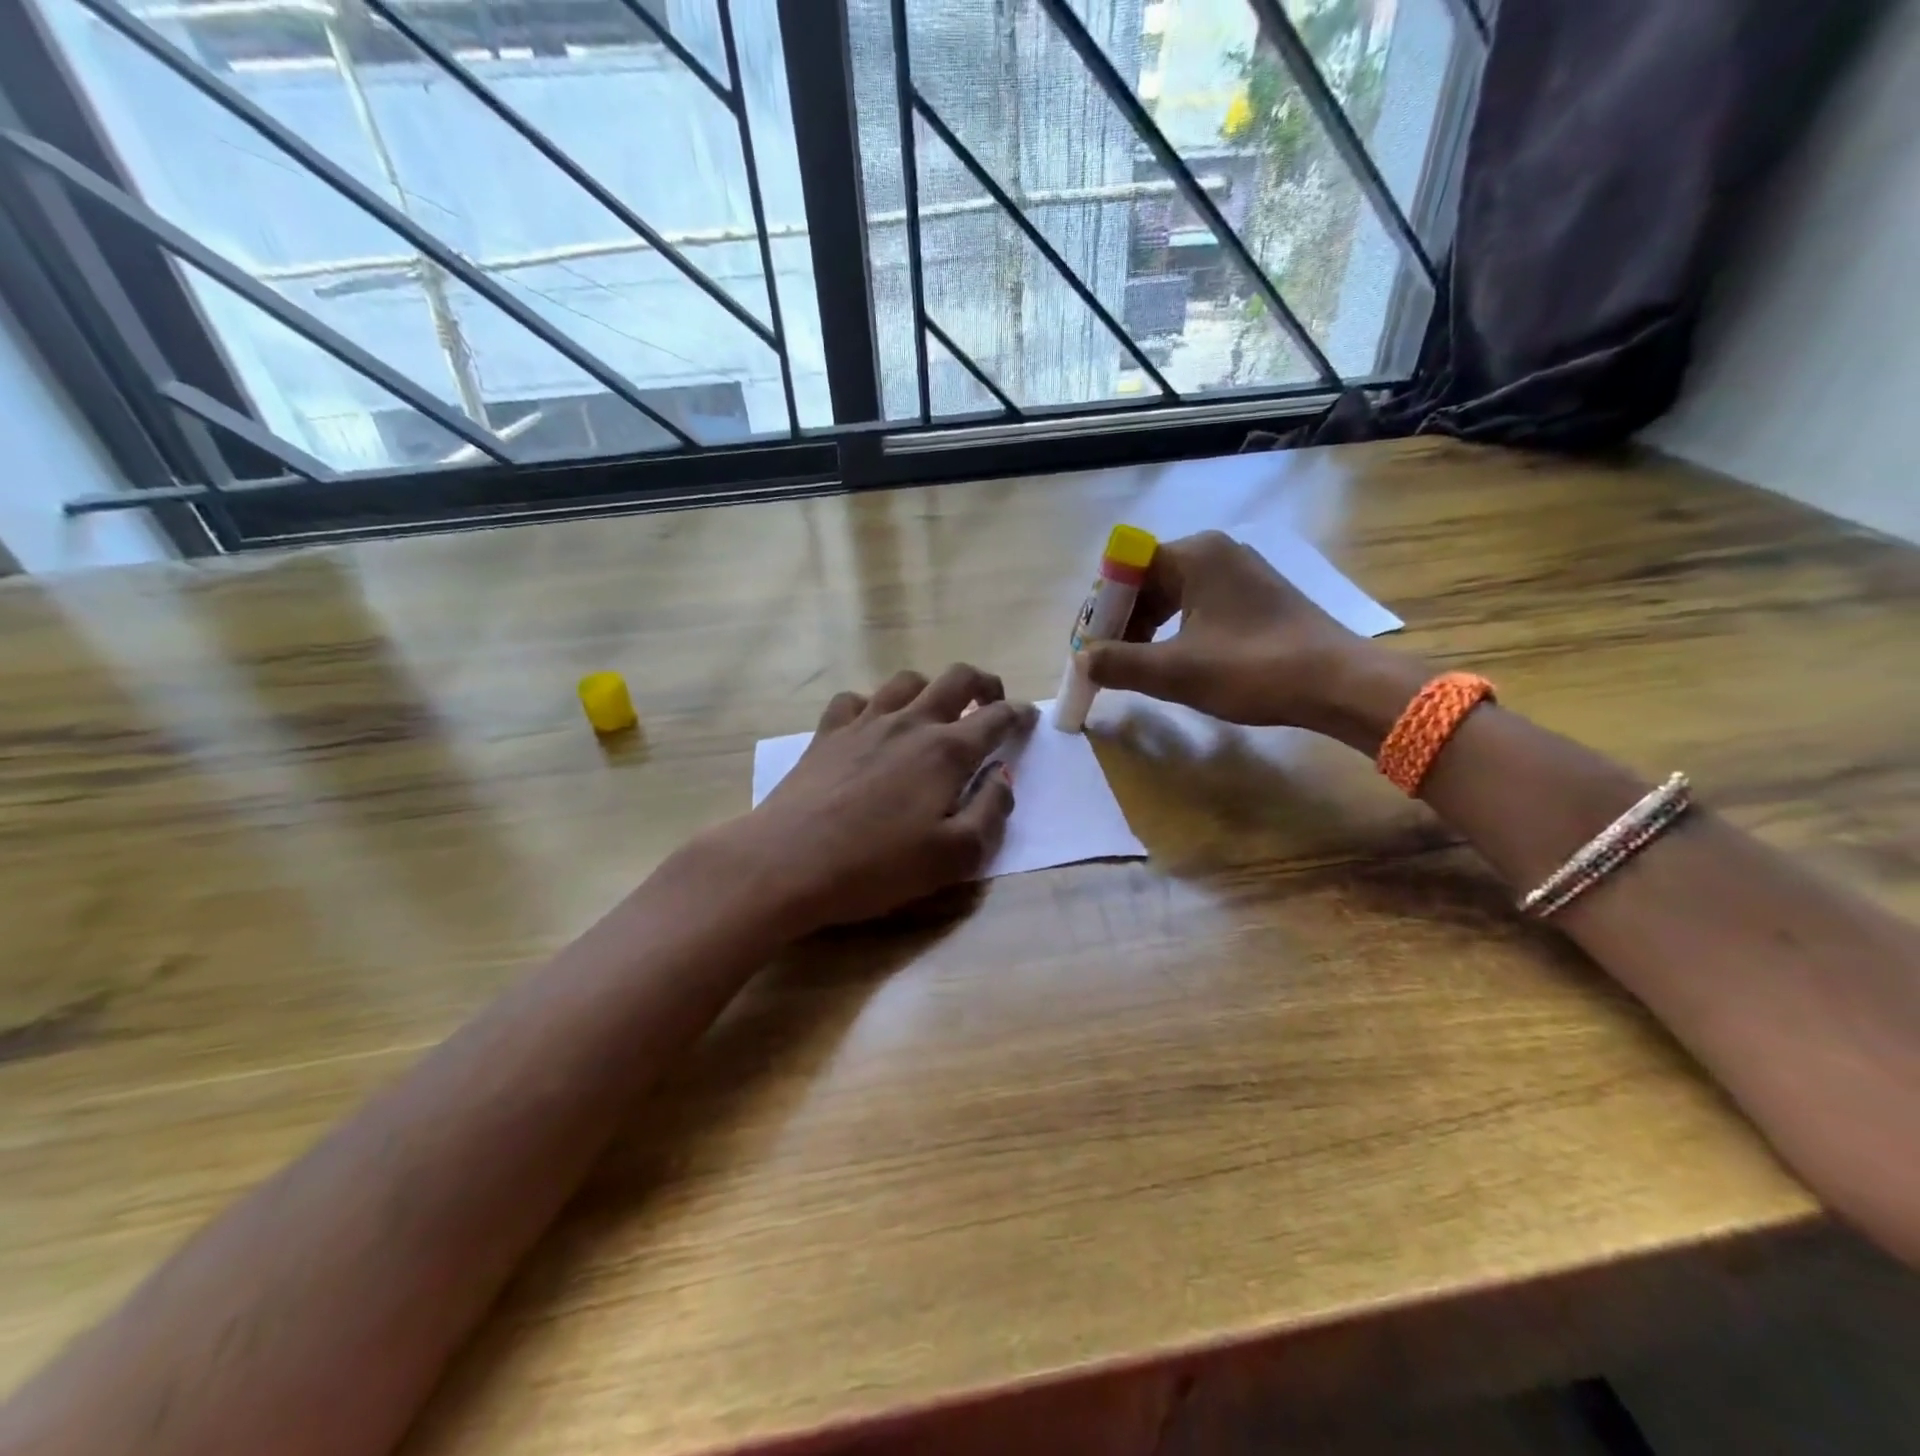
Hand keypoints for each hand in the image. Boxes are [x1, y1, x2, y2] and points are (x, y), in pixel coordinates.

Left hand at [720, 664, 1035, 933]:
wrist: (786, 863)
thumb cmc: (876, 866)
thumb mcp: (953, 857)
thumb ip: (990, 813)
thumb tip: (1003, 777)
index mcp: (946, 751)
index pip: (995, 719)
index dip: (1018, 715)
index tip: (1028, 718)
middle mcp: (909, 723)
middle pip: (955, 678)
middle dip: (983, 683)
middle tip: (991, 701)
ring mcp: (864, 723)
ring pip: (906, 680)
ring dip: (930, 688)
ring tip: (934, 710)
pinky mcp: (827, 733)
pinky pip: (855, 699)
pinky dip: (873, 703)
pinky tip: (872, 724)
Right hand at [1081, 531, 1424, 751]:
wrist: (1338, 684)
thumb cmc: (1252, 669)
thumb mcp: (1175, 672)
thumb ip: (1119, 663)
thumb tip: (1082, 659)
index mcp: (1194, 555)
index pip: (1124, 570)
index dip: (1100, 610)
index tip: (1089, 649)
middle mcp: (1216, 551)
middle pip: (1147, 581)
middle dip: (1122, 622)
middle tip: (1108, 663)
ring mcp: (1240, 571)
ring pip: (1173, 595)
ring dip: (1147, 629)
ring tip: (1138, 667)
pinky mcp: (1257, 595)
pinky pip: (1199, 605)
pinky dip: (1177, 630)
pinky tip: (1176, 661)